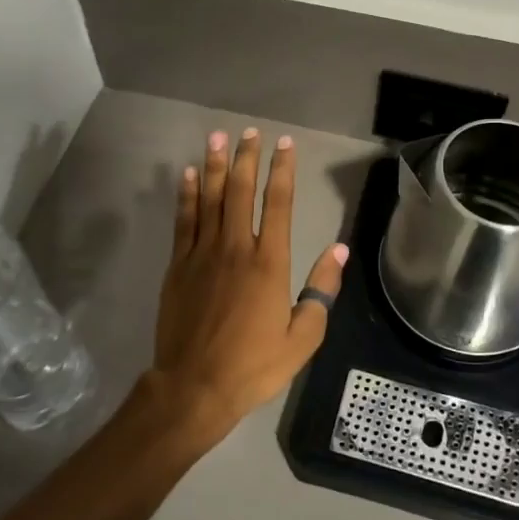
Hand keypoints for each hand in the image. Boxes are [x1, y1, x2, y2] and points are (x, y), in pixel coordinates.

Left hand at [146, 128, 348, 437]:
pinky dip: (187, 195)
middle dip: (248, 158)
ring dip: (216, 166)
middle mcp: (235, 249)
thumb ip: (321, 290)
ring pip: (211, 199)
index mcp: (269, 264)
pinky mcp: (178, 266)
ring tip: (218, 138)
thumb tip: (340, 249)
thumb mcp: (302, 337)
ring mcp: (202, 255)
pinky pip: (184, 221)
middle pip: (241, 192)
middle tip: (250, 131)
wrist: (194, 387)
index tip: (286, 145)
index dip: (283, 171)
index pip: (278, 204)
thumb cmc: (254, 366)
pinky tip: (189, 175)